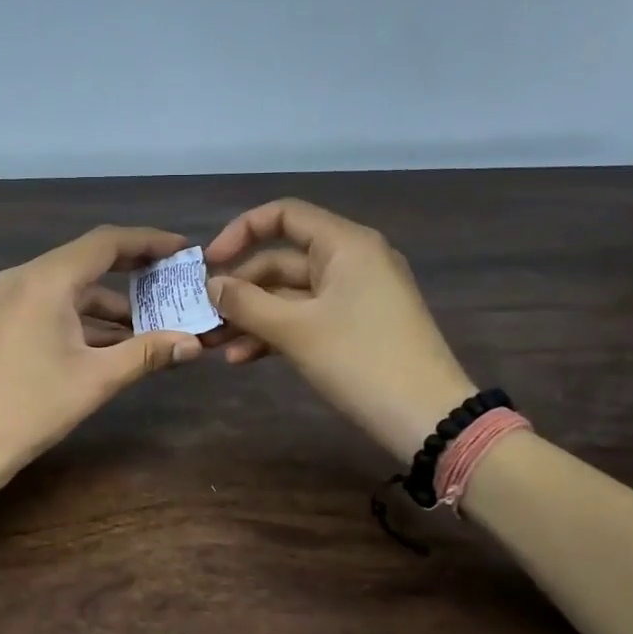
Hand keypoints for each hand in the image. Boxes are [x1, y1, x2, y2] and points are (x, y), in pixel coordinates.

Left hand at [0, 226, 203, 497]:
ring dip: (111, 302)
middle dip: (133, 270)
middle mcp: (24, 277)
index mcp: (46, 280)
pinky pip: (54, 304)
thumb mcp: (96, 379)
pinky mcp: (4, 319)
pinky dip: (85, 316)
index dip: (148, 241)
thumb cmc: (32, 407)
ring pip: (71, 286)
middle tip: (173, 279)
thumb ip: (147, 353)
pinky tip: (115, 340)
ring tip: (154, 321)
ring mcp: (9, 298)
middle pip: (88, 259)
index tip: (183, 249)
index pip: (105, 242)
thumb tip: (194, 343)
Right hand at [202, 199, 474, 460]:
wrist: (428, 418)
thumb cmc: (361, 361)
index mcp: (345, 245)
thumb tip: (211, 285)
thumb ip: (247, 303)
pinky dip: (276, 333)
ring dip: (252, 317)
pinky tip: (243, 359)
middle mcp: (352, 261)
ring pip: (290, 295)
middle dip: (241, 290)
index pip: (284, 216)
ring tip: (215, 345)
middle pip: (282, 260)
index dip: (240, 232)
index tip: (209, 264)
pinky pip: (307, 318)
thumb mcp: (296, 330)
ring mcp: (355, 296)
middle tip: (204, 317)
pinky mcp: (356, 328)